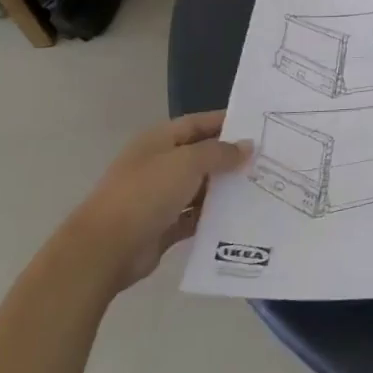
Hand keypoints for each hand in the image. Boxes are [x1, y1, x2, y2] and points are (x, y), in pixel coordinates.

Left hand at [66, 113, 252, 291]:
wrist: (105, 249)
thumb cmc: (146, 194)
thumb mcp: (187, 162)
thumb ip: (220, 152)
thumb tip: (247, 146)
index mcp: (159, 140)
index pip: (199, 123)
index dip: (227, 122)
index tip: (259, 127)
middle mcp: (160, 164)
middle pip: (202, 155)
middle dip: (231, 158)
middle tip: (267, 160)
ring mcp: (160, 196)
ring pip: (200, 187)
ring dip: (225, 188)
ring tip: (261, 187)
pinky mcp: (163, 226)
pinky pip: (195, 216)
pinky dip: (213, 216)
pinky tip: (240, 216)